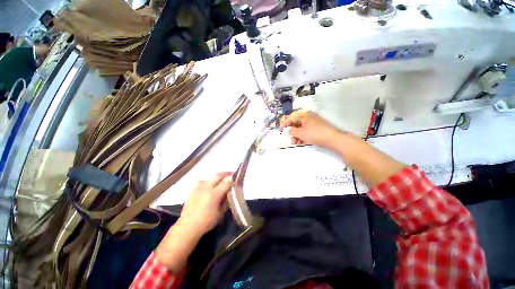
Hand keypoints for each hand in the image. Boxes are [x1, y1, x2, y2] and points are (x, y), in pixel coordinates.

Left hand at [179, 172, 233, 235]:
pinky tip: (209, 184)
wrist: (187, 226)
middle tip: (232, 174)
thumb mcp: (220, 212)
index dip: (233, 180)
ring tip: (222, 178)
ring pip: (211, 176)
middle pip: (219, 175)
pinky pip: (202, 180)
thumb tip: (230, 192)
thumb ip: (226, 200)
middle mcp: (207, 187)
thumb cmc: (206, 222)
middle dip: (226, 173)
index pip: (227, 182)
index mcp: (214, 194)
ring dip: (218, 176)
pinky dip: (208, 180)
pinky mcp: (193, 189)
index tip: (237, 180)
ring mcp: (199, 187)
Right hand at [280, 111, 341, 148]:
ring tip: (295, 143)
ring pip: (302, 128)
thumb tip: (289, 130)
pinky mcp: (317, 128)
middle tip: (290, 139)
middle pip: (297, 124)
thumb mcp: (300, 133)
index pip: (291, 117)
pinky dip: (303, 136)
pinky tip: (301, 142)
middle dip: (292, 132)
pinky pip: (307, 131)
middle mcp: (309, 117)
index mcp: (304, 115)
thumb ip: (292, 131)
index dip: (285, 123)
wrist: (332, 139)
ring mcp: (314, 122)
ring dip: (297, 136)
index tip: (280, 128)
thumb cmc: (314, 134)